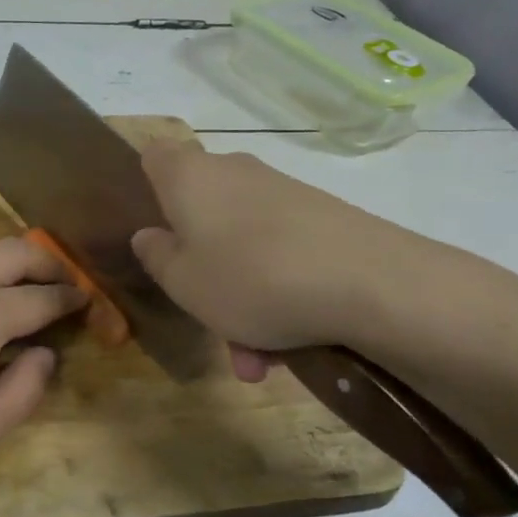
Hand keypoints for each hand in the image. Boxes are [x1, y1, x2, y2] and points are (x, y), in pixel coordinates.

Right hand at [130, 143, 430, 379]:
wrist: (371, 282)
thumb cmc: (250, 277)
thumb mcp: (183, 283)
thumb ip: (156, 257)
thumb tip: (149, 235)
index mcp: (189, 177)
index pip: (154, 156)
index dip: (146, 186)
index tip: (151, 229)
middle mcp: (234, 173)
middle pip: (201, 212)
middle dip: (199, 266)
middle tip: (203, 314)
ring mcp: (282, 193)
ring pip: (242, 245)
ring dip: (240, 298)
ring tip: (254, 359)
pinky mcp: (322, 218)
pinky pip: (280, 255)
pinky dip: (277, 294)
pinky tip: (288, 347)